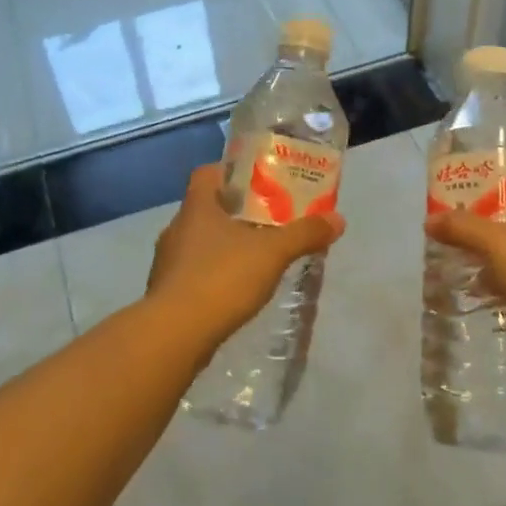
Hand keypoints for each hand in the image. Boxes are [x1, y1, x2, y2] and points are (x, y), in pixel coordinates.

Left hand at [148, 165, 346, 345]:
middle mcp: (177, 228)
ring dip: (224, 245)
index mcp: (197, 207)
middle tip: (269, 219)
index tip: (257, 181)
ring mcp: (168, 262)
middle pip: (206, 208)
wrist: (175, 334)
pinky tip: (237, 289)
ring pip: (200, 242)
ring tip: (257, 255)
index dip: (230, 172)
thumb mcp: (273, 252)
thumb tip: (338, 219)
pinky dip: (215, 274)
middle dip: (236, 212)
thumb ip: (304, 234)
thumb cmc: (222, 278)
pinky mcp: (167, 292)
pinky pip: (194, 272)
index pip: (207, 173)